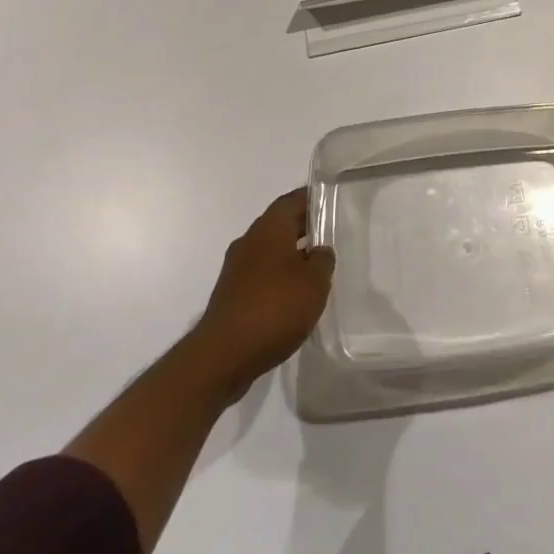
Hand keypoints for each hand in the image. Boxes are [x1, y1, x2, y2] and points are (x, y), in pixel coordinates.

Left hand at [192, 189, 334, 398]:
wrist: (223, 355)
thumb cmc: (275, 307)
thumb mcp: (314, 282)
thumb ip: (323, 260)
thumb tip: (319, 252)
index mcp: (269, 228)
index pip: (292, 200)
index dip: (312, 198)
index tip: (330, 201)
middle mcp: (249, 241)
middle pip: (280, 224)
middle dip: (303, 228)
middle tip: (329, 235)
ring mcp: (236, 269)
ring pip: (269, 251)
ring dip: (290, 256)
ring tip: (316, 269)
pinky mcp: (231, 295)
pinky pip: (260, 276)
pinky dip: (278, 279)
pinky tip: (294, 298)